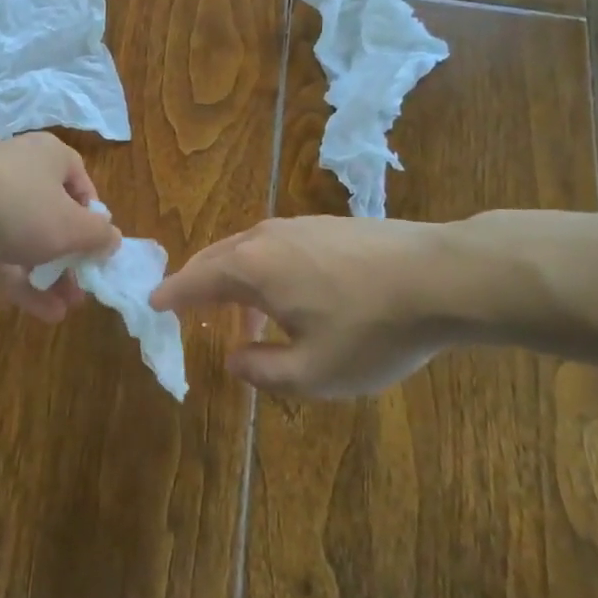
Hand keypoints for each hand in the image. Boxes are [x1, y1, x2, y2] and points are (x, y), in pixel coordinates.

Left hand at [0, 134, 120, 321]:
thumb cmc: (21, 206)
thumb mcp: (72, 226)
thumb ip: (98, 236)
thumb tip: (113, 239)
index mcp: (51, 158)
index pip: (80, 183)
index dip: (92, 217)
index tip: (99, 247)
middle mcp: (22, 174)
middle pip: (53, 216)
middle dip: (71, 257)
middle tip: (84, 286)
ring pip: (27, 242)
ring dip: (49, 276)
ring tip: (68, 307)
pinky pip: (2, 258)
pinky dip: (22, 284)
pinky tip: (45, 313)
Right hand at [151, 216, 474, 397]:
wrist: (445, 276)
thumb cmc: (372, 329)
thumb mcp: (314, 372)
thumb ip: (262, 371)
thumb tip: (233, 358)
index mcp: (251, 267)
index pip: (194, 279)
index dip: (170, 295)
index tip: (151, 305)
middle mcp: (266, 237)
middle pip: (216, 257)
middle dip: (198, 285)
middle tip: (186, 308)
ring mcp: (301, 225)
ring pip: (249, 251)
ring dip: (235, 282)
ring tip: (245, 320)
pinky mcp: (330, 225)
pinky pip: (277, 248)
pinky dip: (264, 272)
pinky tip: (291, 298)